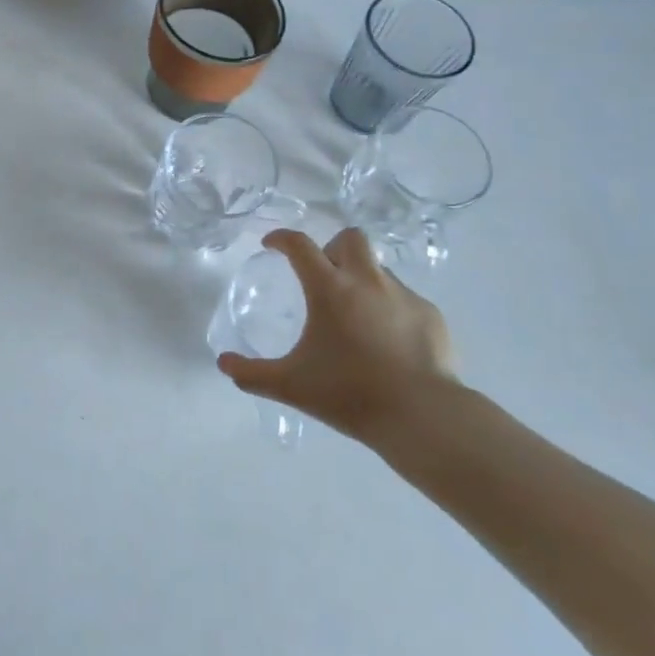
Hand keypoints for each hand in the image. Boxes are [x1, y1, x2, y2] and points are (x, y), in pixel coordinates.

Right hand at [217, 228, 457, 442]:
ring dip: (362, 279)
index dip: (281, 238)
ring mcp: (403, 296)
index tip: (271, 245)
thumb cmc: (350, 394)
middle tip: (323, 276)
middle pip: (350, 238)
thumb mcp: (291, 385)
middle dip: (332, 247)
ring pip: (378, 268)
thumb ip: (252, 374)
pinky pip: (404, 298)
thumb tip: (223, 364)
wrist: (424, 417)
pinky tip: (388, 341)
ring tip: (356, 316)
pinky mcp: (431, 316)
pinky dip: (390, 309)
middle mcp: (367, 281)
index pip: (300, 244)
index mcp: (329, 289)